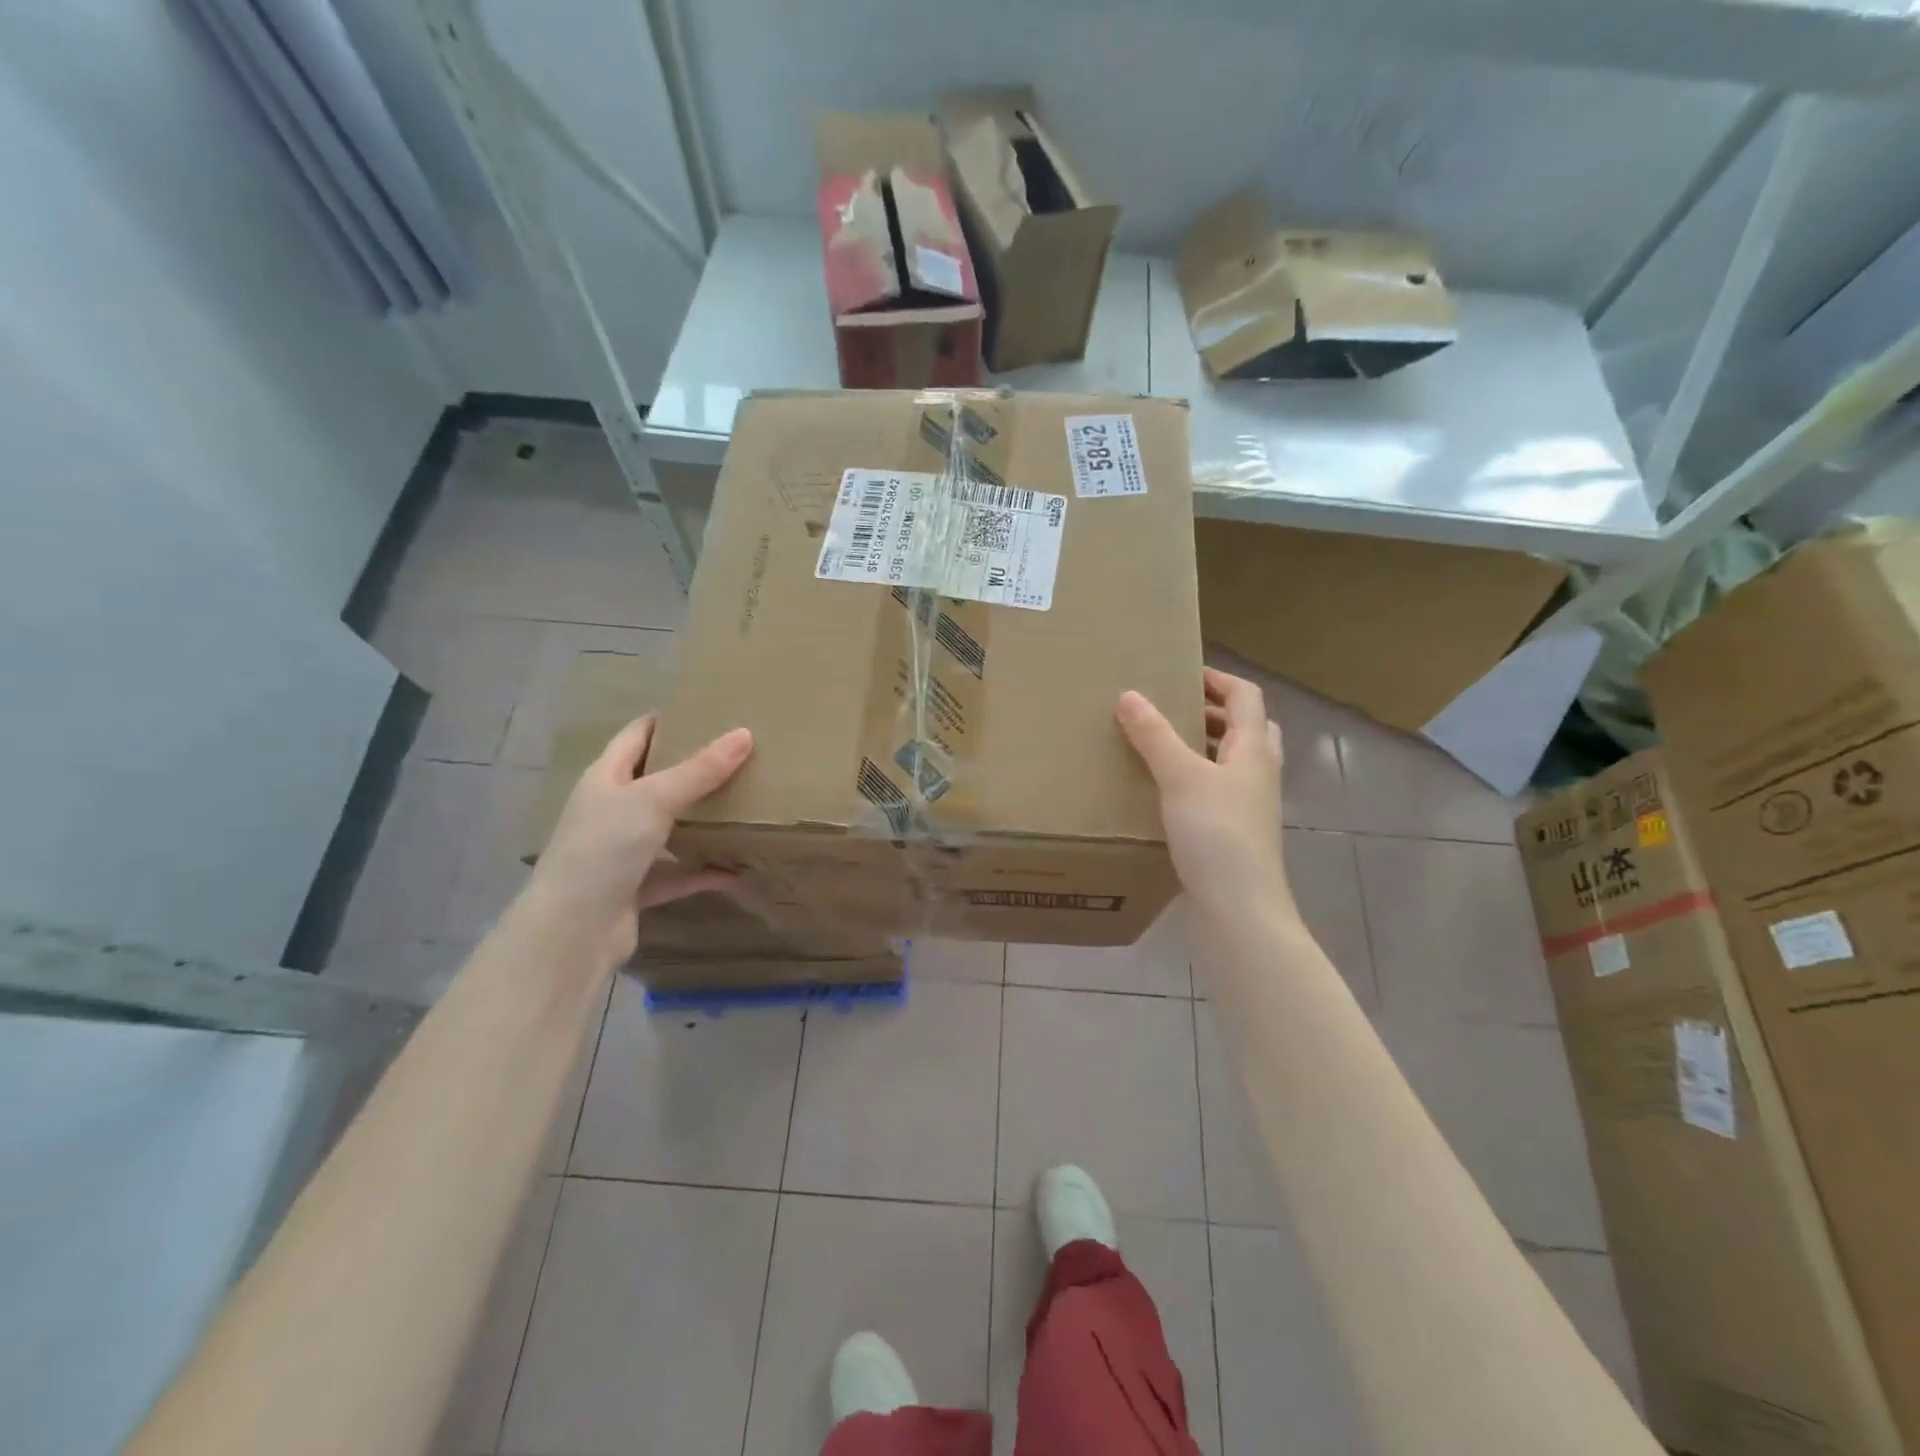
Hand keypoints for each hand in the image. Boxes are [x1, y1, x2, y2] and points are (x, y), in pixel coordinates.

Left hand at [526, 716, 753, 958]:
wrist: (573, 931)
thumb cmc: (605, 848)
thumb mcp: (655, 799)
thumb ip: (701, 770)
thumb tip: (744, 734)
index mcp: (606, 778)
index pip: (636, 736)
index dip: (667, 720)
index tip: (708, 710)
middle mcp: (611, 810)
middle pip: (655, 780)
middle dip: (693, 768)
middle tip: (738, 755)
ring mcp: (622, 851)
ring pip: (668, 827)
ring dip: (700, 819)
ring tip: (744, 803)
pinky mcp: (636, 888)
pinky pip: (677, 873)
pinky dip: (703, 871)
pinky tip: (737, 869)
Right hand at [1116, 669, 1290, 915]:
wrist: (1240, 908)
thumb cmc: (1216, 834)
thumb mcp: (1180, 777)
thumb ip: (1154, 735)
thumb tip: (1129, 694)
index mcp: (1253, 750)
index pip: (1245, 696)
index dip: (1217, 679)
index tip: (1181, 673)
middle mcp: (1259, 772)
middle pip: (1245, 727)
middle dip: (1211, 712)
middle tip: (1172, 708)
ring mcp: (1250, 805)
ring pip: (1232, 761)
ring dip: (1204, 746)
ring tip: (1163, 744)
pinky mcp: (1236, 832)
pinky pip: (1218, 791)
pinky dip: (1196, 779)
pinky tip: (1166, 791)